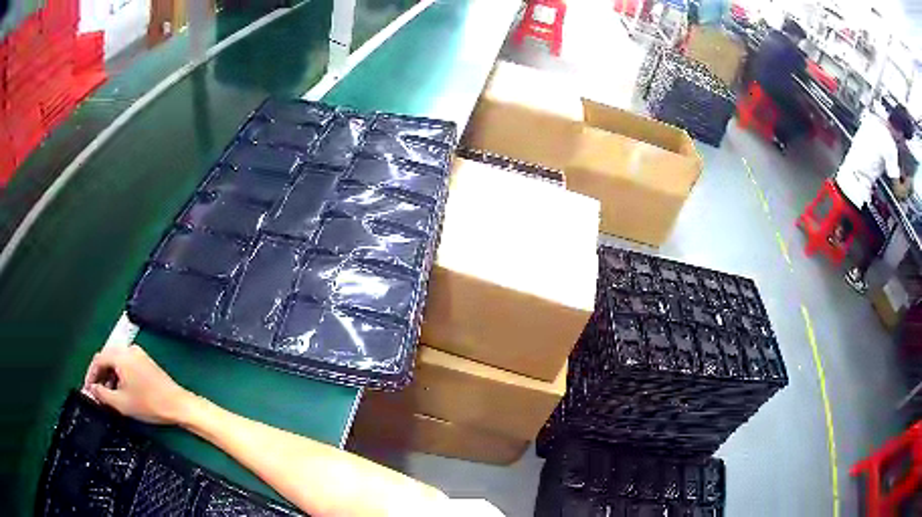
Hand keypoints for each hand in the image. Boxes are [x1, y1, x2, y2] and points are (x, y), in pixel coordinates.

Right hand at [83, 344, 193, 424]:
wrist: (177, 404)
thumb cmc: (148, 404)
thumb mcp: (121, 402)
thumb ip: (102, 394)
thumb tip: (92, 389)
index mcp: (121, 355)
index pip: (98, 359)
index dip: (90, 375)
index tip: (87, 389)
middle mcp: (129, 349)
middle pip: (107, 358)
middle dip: (99, 376)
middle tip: (96, 393)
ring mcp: (138, 354)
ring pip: (117, 362)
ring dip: (109, 377)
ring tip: (107, 395)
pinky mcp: (145, 362)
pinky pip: (126, 365)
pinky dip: (119, 376)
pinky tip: (120, 391)